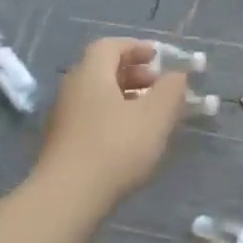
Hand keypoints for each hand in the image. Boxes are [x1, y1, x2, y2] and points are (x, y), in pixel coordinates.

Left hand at [38, 38, 189, 206]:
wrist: (68, 197)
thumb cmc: (116, 146)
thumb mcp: (155, 115)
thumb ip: (171, 89)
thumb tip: (177, 75)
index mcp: (91, 74)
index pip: (110, 46)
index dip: (136, 47)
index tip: (159, 58)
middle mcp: (73, 89)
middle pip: (103, 70)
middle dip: (135, 73)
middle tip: (160, 87)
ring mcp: (65, 118)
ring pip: (99, 96)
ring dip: (127, 98)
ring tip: (152, 115)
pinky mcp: (64, 144)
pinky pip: (94, 117)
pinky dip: (115, 117)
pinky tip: (133, 139)